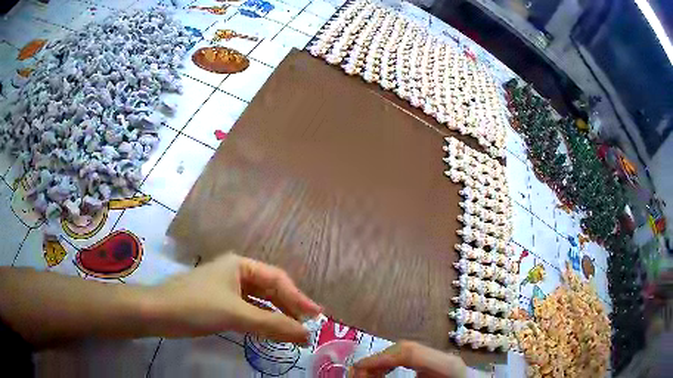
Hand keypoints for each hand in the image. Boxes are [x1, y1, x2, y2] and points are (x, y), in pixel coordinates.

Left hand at [149, 253, 320, 342]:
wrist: (158, 313)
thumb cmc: (196, 306)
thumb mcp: (236, 314)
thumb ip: (272, 325)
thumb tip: (307, 335)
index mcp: (241, 265)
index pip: (278, 280)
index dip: (299, 298)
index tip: (318, 316)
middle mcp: (236, 273)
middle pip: (270, 290)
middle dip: (289, 309)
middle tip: (308, 327)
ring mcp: (227, 289)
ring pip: (260, 302)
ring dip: (276, 317)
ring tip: (294, 332)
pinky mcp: (220, 304)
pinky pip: (248, 311)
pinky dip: (261, 321)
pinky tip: (270, 332)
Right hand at [350, 341, 466, 377]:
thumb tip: (371, 375)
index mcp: (446, 365)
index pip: (409, 353)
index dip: (380, 359)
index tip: (358, 368)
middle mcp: (444, 357)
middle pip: (405, 349)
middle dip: (377, 360)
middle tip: (357, 374)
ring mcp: (441, 358)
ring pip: (406, 352)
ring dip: (382, 362)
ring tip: (367, 375)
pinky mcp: (437, 364)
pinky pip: (410, 359)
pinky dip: (392, 365)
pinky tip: (382, 374)